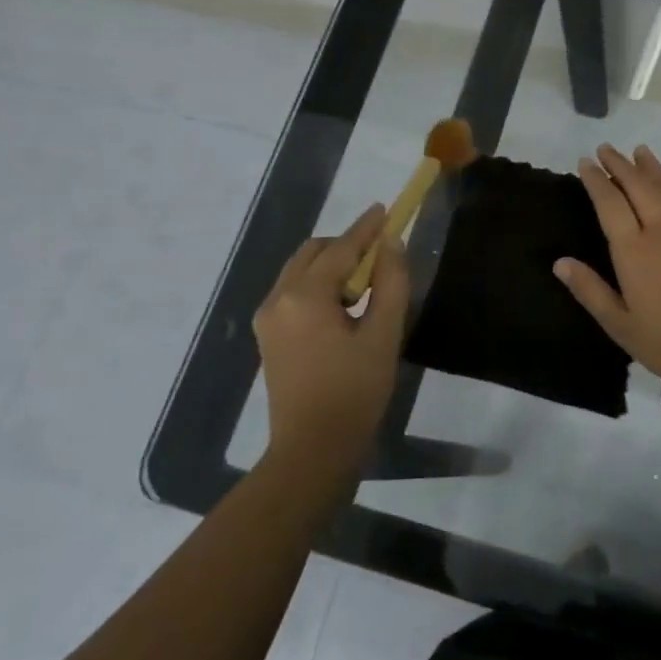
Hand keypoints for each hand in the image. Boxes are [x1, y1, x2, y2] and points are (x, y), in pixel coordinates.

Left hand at [254, 205, 408, 470]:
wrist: (313, 451)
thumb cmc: (355, 392)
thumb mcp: (384, 334)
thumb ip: (391, 282)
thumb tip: (392, 243)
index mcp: (305, 296)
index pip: (341, 248)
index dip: (367, 228)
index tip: (386, 208)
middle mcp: (278, 298)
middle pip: (314, 253)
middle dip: (347, 245)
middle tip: (381, 253)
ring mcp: (268, 318)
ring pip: (301, 271)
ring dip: (332, 265)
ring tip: (367, 283)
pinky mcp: (268, 336)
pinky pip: (294, 292)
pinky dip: (319, 285)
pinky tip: (344, 306)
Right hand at [554, 144, 660, 393]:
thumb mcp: (620, 325)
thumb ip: (590, 290)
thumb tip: (559, 262)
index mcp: (634, 250)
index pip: (610, 203)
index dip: (596, 180)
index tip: (586, 162)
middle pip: (638, 186)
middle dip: (620, 165)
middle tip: (606, 148)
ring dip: (652, 167)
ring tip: (640, 151)